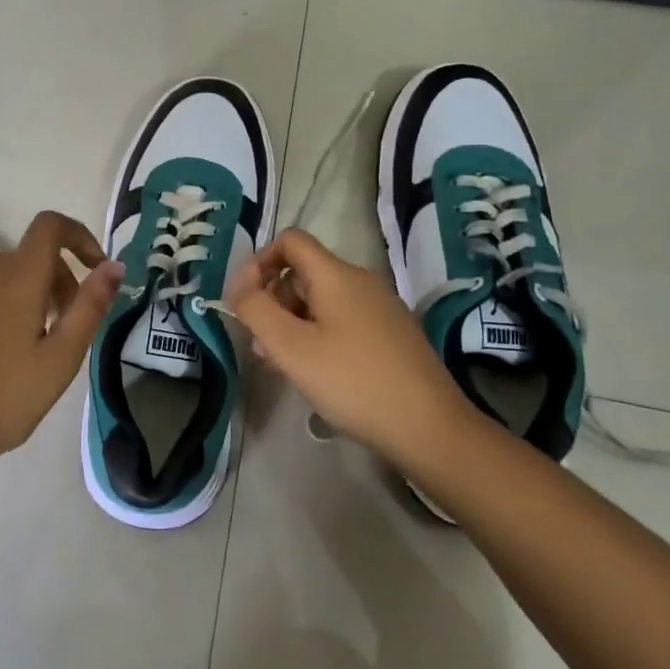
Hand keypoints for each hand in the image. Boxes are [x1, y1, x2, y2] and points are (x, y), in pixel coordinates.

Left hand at [0, 211, 123, 471]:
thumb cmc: (3, 397)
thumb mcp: (60, 357)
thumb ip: (90, 306)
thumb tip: (115, 266)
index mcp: (16, 275)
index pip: (51, 225)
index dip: (81, 237)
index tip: (99, 272)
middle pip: (36, 254)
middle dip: (65, 280)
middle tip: (73, 330)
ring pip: (14, 272)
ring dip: (40, 294)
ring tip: (44, 346)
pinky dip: (14, 302)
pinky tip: (12, 350)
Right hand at [225, 228, 473, 465]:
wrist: (430, 427)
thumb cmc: (353, 382)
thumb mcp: (291, 347)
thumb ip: (256, 310)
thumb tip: (240, 288)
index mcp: (336, 275)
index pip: (290, 241)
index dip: (259, 262)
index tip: (245, 301)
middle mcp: (361, 282)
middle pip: (303, 273)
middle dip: (273, 301)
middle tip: (261, 345)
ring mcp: (380, 308)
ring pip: (321, 301)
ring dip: (292, 324)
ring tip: (283, 366)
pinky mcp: (391, 335)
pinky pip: (342, 321)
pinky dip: (318, 336)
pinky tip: (316, 374)